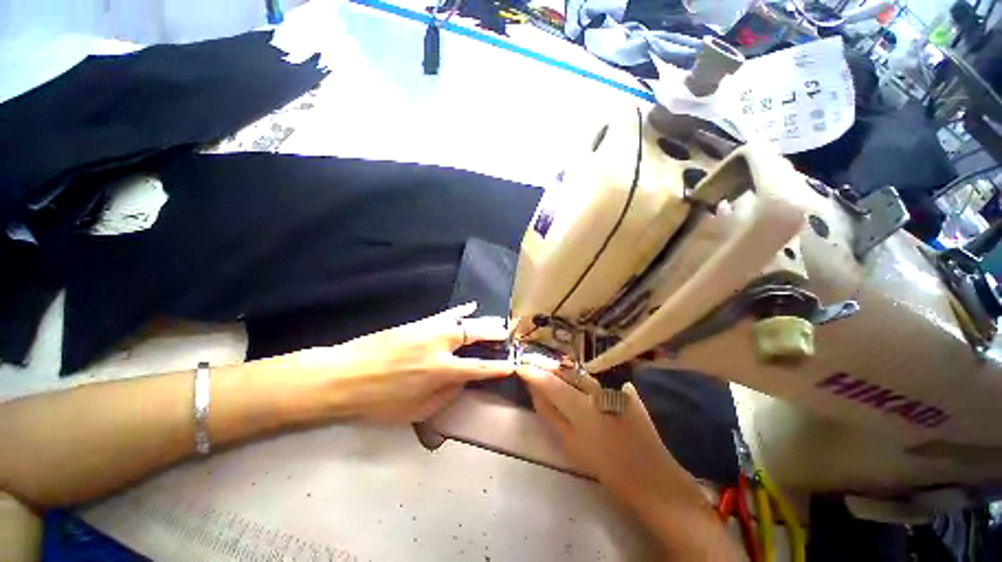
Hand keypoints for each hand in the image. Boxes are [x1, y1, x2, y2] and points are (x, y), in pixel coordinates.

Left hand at [276, 302, 515, 423]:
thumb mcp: (416, 411)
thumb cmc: (378, 402)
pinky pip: (445, 314)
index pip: (480, 368)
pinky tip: (470, 306)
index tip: (512, 364)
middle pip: (476, 336)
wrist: (343, 377)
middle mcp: (441, 346)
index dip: (499, 367)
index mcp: (442, 371)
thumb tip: (461, 383)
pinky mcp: (418, 323)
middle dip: (496, 335)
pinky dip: (460, 311)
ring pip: (464, 322)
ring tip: (497, 322)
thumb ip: (445, 396)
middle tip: (509, 335)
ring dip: (484, 321)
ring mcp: (429, 330)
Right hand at [516, 365, 705, 511]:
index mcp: (581, 407)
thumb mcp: (571, 444)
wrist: (654, 481)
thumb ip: (551, 414)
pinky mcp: (627, 392)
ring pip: (581, 374)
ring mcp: (614, 389)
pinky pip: (598, 380)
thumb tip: (535, 391)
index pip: (550, 382)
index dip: (533, 372)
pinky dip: (583, 379)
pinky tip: (577, 380)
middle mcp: (596, 391)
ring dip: (563, 371)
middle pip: (565, 372)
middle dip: (546, 366)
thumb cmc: (607, 469)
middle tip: (531, 363)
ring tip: (549, 369)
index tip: (520, 367)